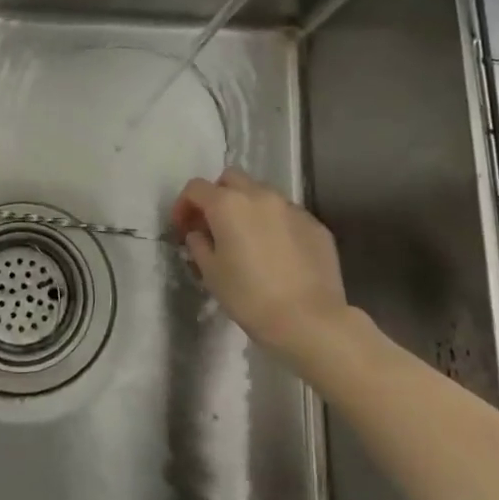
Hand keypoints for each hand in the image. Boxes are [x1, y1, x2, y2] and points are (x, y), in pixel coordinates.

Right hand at [171, 168, 349, 356]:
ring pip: (262, 193)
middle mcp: (260, 195)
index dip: (183, 205)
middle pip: (230, 179)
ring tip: (248, 238)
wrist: (310, 321)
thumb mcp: (211, 274)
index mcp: (228, 204)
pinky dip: (275, 224)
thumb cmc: (250, 297)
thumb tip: (199, 234)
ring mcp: (291, 208)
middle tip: (214, 225)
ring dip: (248, 207)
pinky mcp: (315, 225)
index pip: (196, 188)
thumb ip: (199, 245)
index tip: (183, 228)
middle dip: (217, 195)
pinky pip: (287, 215)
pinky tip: (277, 253)